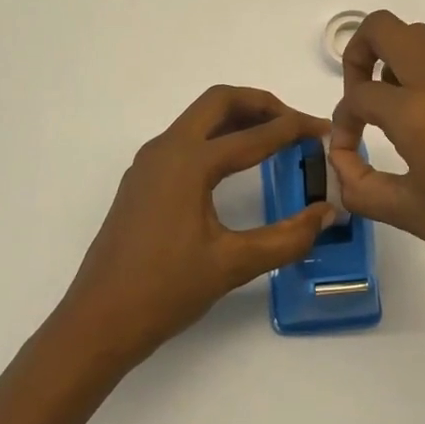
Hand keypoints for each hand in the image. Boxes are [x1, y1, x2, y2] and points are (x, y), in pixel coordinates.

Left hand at [59, 86, 336, 364]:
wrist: (96, 322)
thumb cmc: (164, 291)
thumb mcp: (232, 265)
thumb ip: (286, 238)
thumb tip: (327, 213)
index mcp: (189, 162)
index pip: (254, 135)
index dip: (294, 129)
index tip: (324, 129)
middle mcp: (166, 149)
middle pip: (219, 101)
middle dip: (261, 104)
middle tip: (295, 123)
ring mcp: (150, 162)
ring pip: (199, 117)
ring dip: (238, 117)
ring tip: (273, 136)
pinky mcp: (143, 179)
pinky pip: (186, 139)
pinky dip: (217, 136)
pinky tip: (235, 163)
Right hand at [328, 12, 424, 305]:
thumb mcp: (406, 212)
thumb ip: (358, 185)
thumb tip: (341, 163)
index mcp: (416, 110)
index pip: (359, 94)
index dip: (343, 121)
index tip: (348, 150)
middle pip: (384, 28)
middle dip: (361, 55)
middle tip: (365, 99)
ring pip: (422, 39)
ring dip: (399, 63)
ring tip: (404, 114)